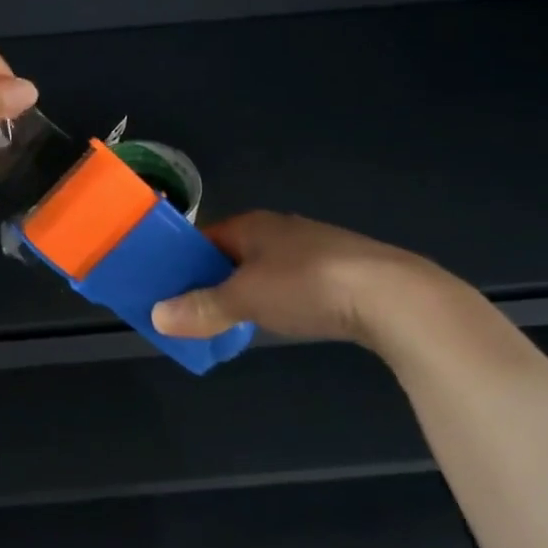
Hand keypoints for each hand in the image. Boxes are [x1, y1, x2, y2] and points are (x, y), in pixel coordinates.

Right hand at [150, 211, 458, 352]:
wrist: (391, 296)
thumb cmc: (306, 285)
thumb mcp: (243, 299)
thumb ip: (200, 308)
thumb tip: (156, 316)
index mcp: (251, 225)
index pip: (203, 239)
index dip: (182, 263)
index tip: (165, 290)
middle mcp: (279, 230)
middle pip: (232, 255)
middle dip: (212, 281)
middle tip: (192, 313)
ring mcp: (312, 249)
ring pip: (263, 270)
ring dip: (245, 292)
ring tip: (230, 322)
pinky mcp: (339, 272)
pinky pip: (292, 283)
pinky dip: (276, 299)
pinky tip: (279, 319)